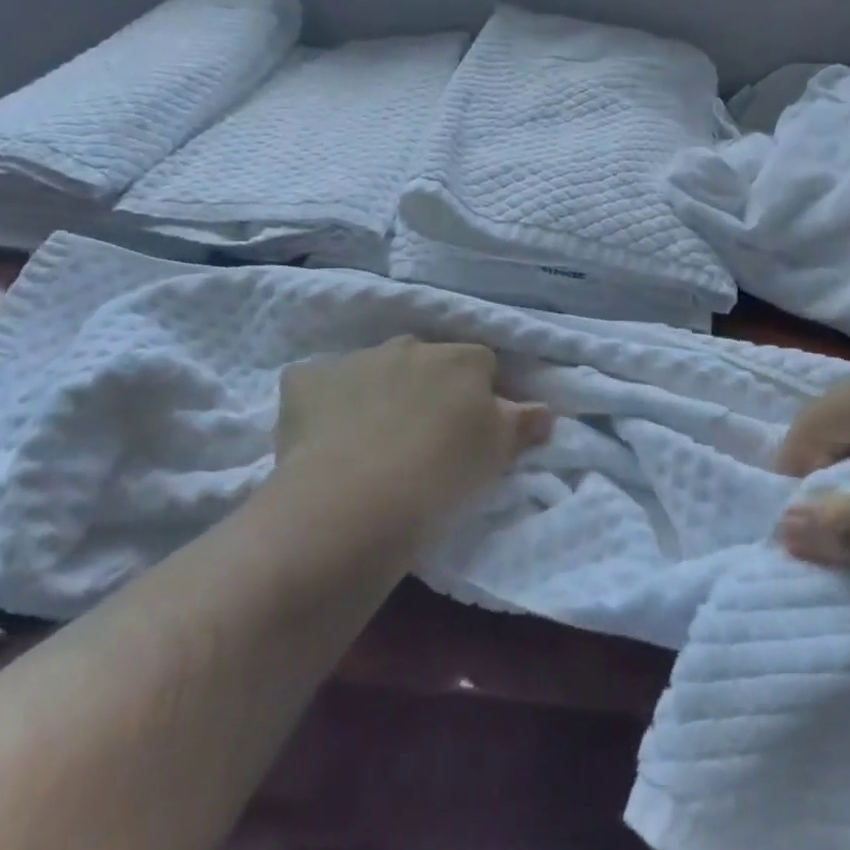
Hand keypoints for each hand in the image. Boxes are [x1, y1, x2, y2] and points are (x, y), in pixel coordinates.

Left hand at [269, 338, 552, 534]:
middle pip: (426, 360)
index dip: (479, 394)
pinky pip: (319, 383)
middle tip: (423, 436)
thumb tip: (545, 411)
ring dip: (378, 391)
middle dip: (428, 387)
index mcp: (461, 360)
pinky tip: (325, 438)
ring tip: (372, 442)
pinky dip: (325, 403)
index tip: (471, 430)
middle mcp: (409, 346)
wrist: (355, 502)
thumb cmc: (443, 476)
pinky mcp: (304, 381)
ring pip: (373, 369)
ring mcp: (353, 360)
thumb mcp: (498, 454)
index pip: (481, 364)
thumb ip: (523, 423)